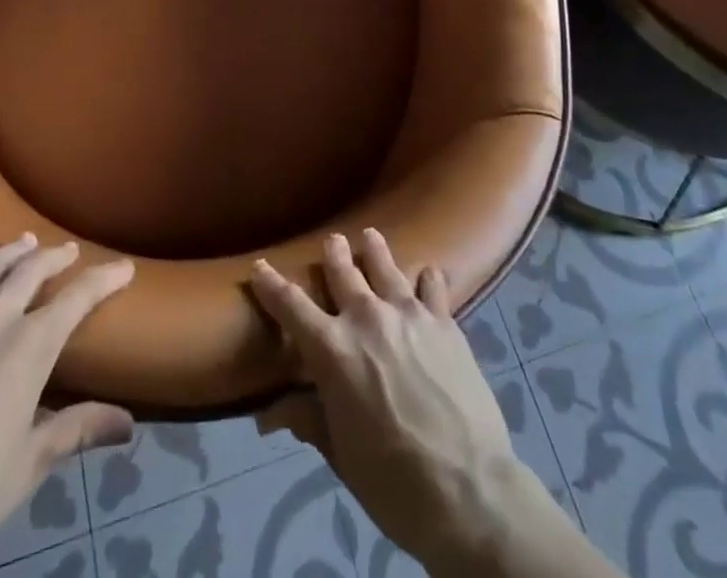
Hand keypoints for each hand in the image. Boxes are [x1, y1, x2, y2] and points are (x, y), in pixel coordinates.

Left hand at [0, 234, 134, 576]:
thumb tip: (129, 423)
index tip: (124, 266)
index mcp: (31, 346)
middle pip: (31, 271)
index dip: (105, 278)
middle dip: (54, 257)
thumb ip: (79, 429)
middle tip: (67, 251)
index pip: (78, 298)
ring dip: (10, 252)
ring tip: (24, 241)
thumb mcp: (31, 461)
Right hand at [250, 230, 519, 569]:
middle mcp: (366, 317)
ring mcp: (408, 314)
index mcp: (332, 350)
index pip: (291, 307)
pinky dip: (427, 278)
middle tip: (332, 241)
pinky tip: (428, 274)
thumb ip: (307, 419)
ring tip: (371, 236)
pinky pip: (432, 285)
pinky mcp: (444, 321)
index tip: (260, 267)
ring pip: (385, 265)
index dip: (271, 285)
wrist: (467, 489)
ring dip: (375, 249)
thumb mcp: (340, 453)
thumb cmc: (391, 481)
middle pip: (343, 271)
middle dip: (333, 253)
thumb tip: (266, 415)